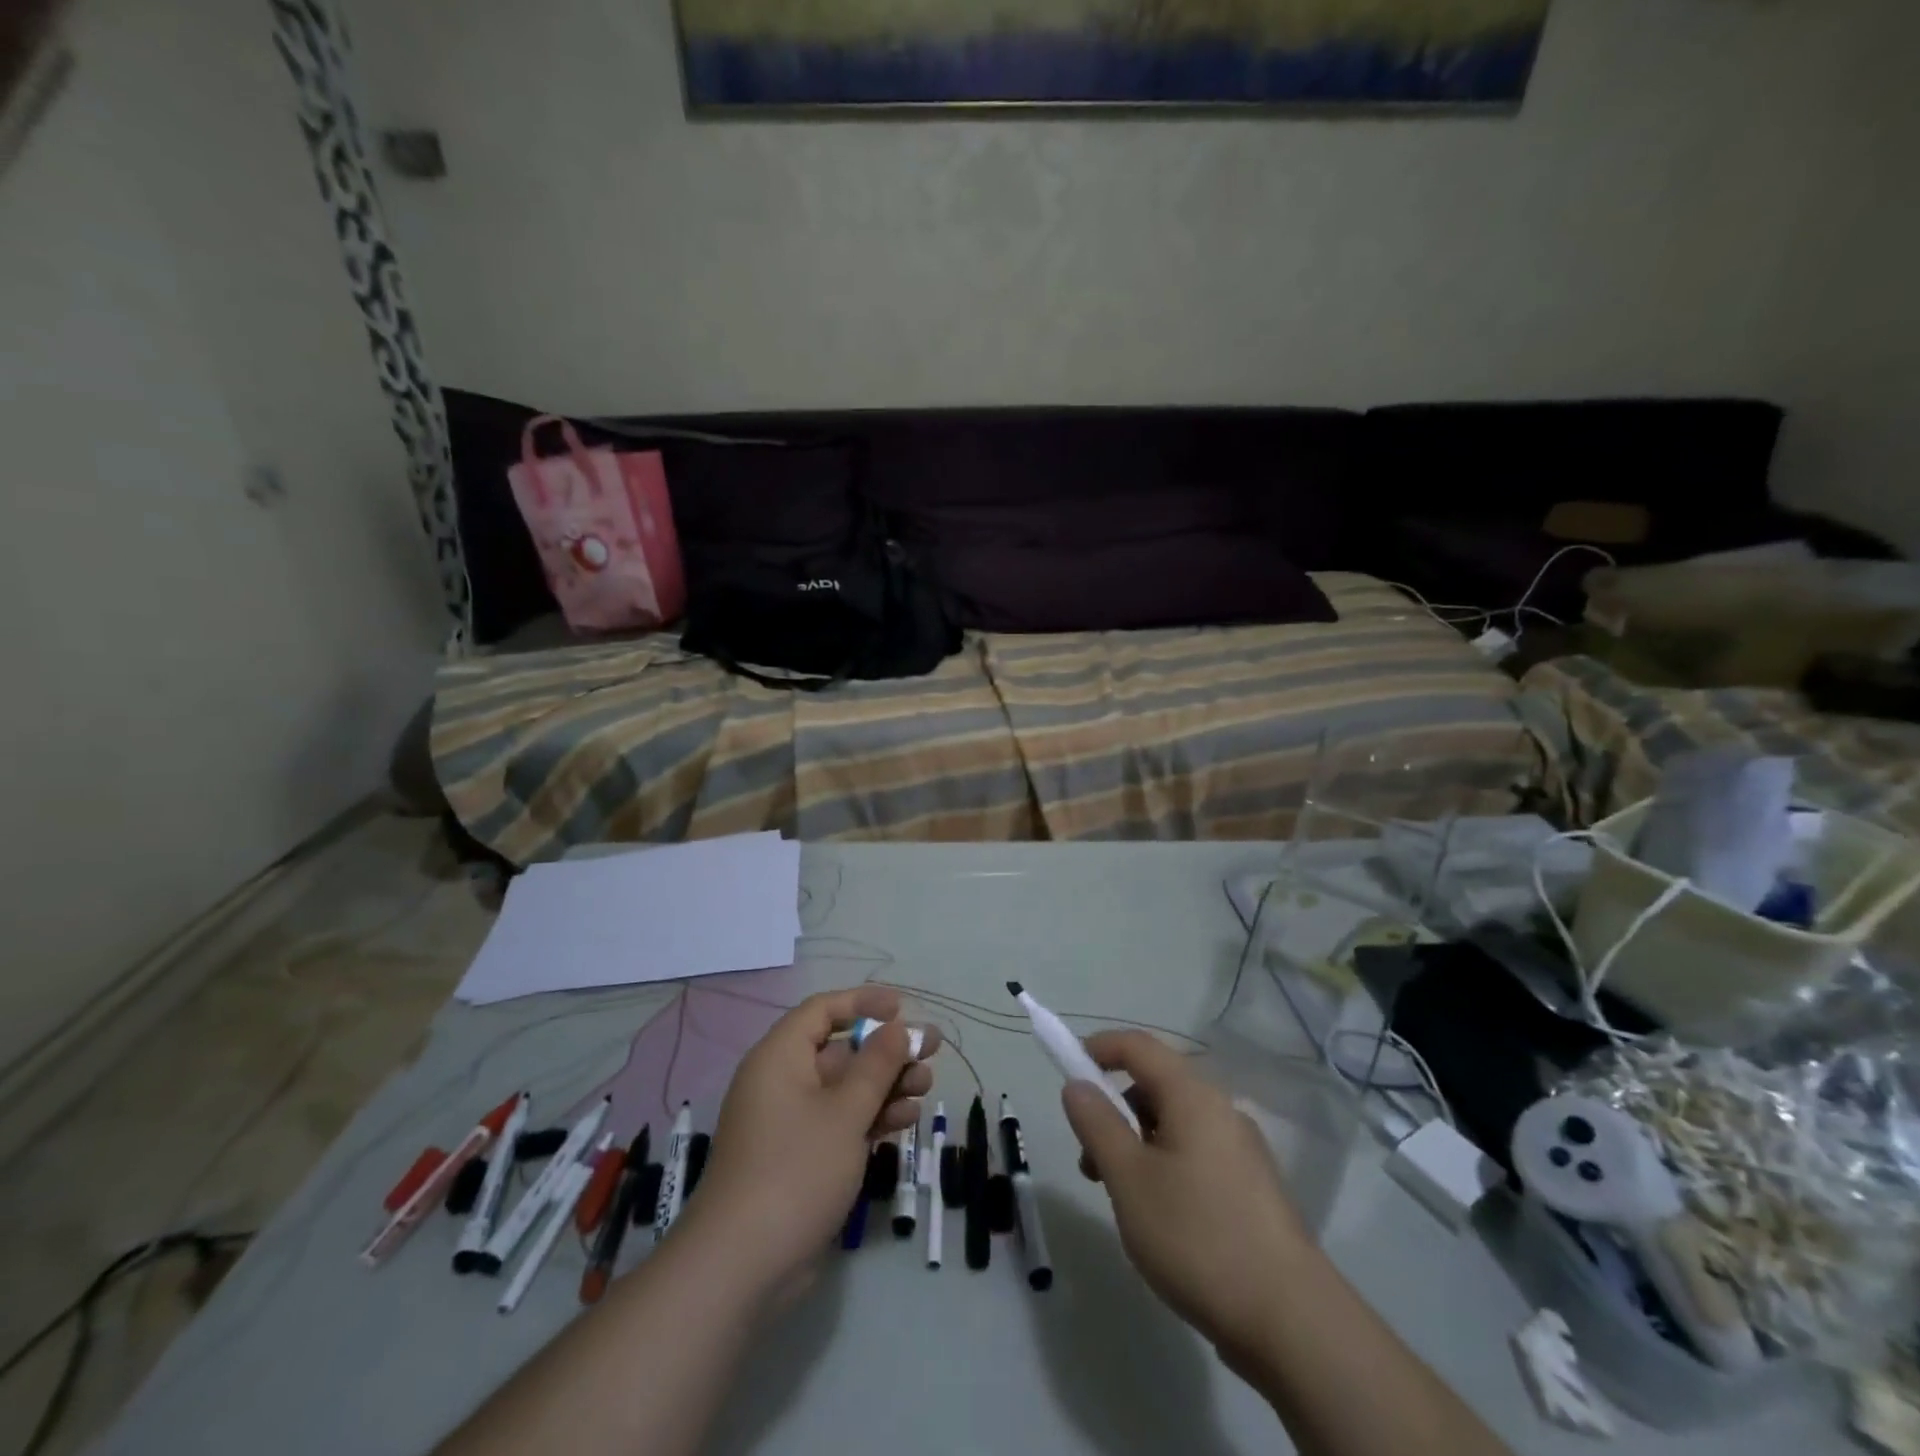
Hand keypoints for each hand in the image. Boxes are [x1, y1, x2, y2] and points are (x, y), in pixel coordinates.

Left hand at [680, 987, 936, 1295]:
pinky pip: (840, 1121)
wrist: (741, 1267)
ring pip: (845, 1088)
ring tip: (926, 1088)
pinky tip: (905, 1120)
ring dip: (886, 1084)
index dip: (863, 1003)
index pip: (822, 1010)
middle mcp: (782, 1081)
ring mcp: (791, 1122)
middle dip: (886, 1050)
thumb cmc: (795, 1170)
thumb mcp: (845, 1111)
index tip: (903, 1007)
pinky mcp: (800, 1157)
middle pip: (840, 1050)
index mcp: (780, 1057)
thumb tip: (897, 1028)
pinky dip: (871, 1117)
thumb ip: (876, 1065)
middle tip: (931, 1051)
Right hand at [1062, 1031, 1309, 1372]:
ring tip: (1121, 1199)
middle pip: (1156, 1084)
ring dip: (1137, 1143)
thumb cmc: (1198, 1237)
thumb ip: (1097, 1124)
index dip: (1099, 1048)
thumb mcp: (1129, 1179)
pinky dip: (1165, 1165)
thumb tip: (1077, 1085)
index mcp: (1193, 1095)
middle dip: (1114, 1109)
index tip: (1068, 1072)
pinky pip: (1196, 1153)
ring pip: (1175, 1123)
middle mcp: (1221, 1110)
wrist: (1292, 1323)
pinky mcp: (1253, 1188)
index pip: (1138, 1045)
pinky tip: (1161, 1219)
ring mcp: (1242, 1149)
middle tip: (1089, 1160)